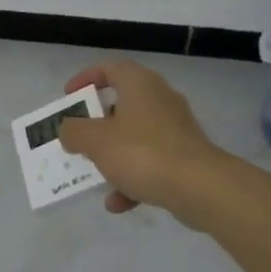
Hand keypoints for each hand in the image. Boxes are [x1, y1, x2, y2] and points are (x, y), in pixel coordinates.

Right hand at [57, 61, 229, 221]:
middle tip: (79, 136)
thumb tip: (69, 130)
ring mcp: (176, 130)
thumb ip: (73, 131)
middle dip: (97, 124)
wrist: (201, 188)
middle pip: (122, 104)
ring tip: (94, 175)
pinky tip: (117, 203)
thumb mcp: (94, 140)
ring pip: (135, 137)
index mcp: (139, 85)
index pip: (110, 68)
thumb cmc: (142, 153)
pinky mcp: (186, 158)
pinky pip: (151, 162)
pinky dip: (132, 179)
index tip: (69, 97)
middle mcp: (160, 100)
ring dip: (113, 155)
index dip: (86, 78)